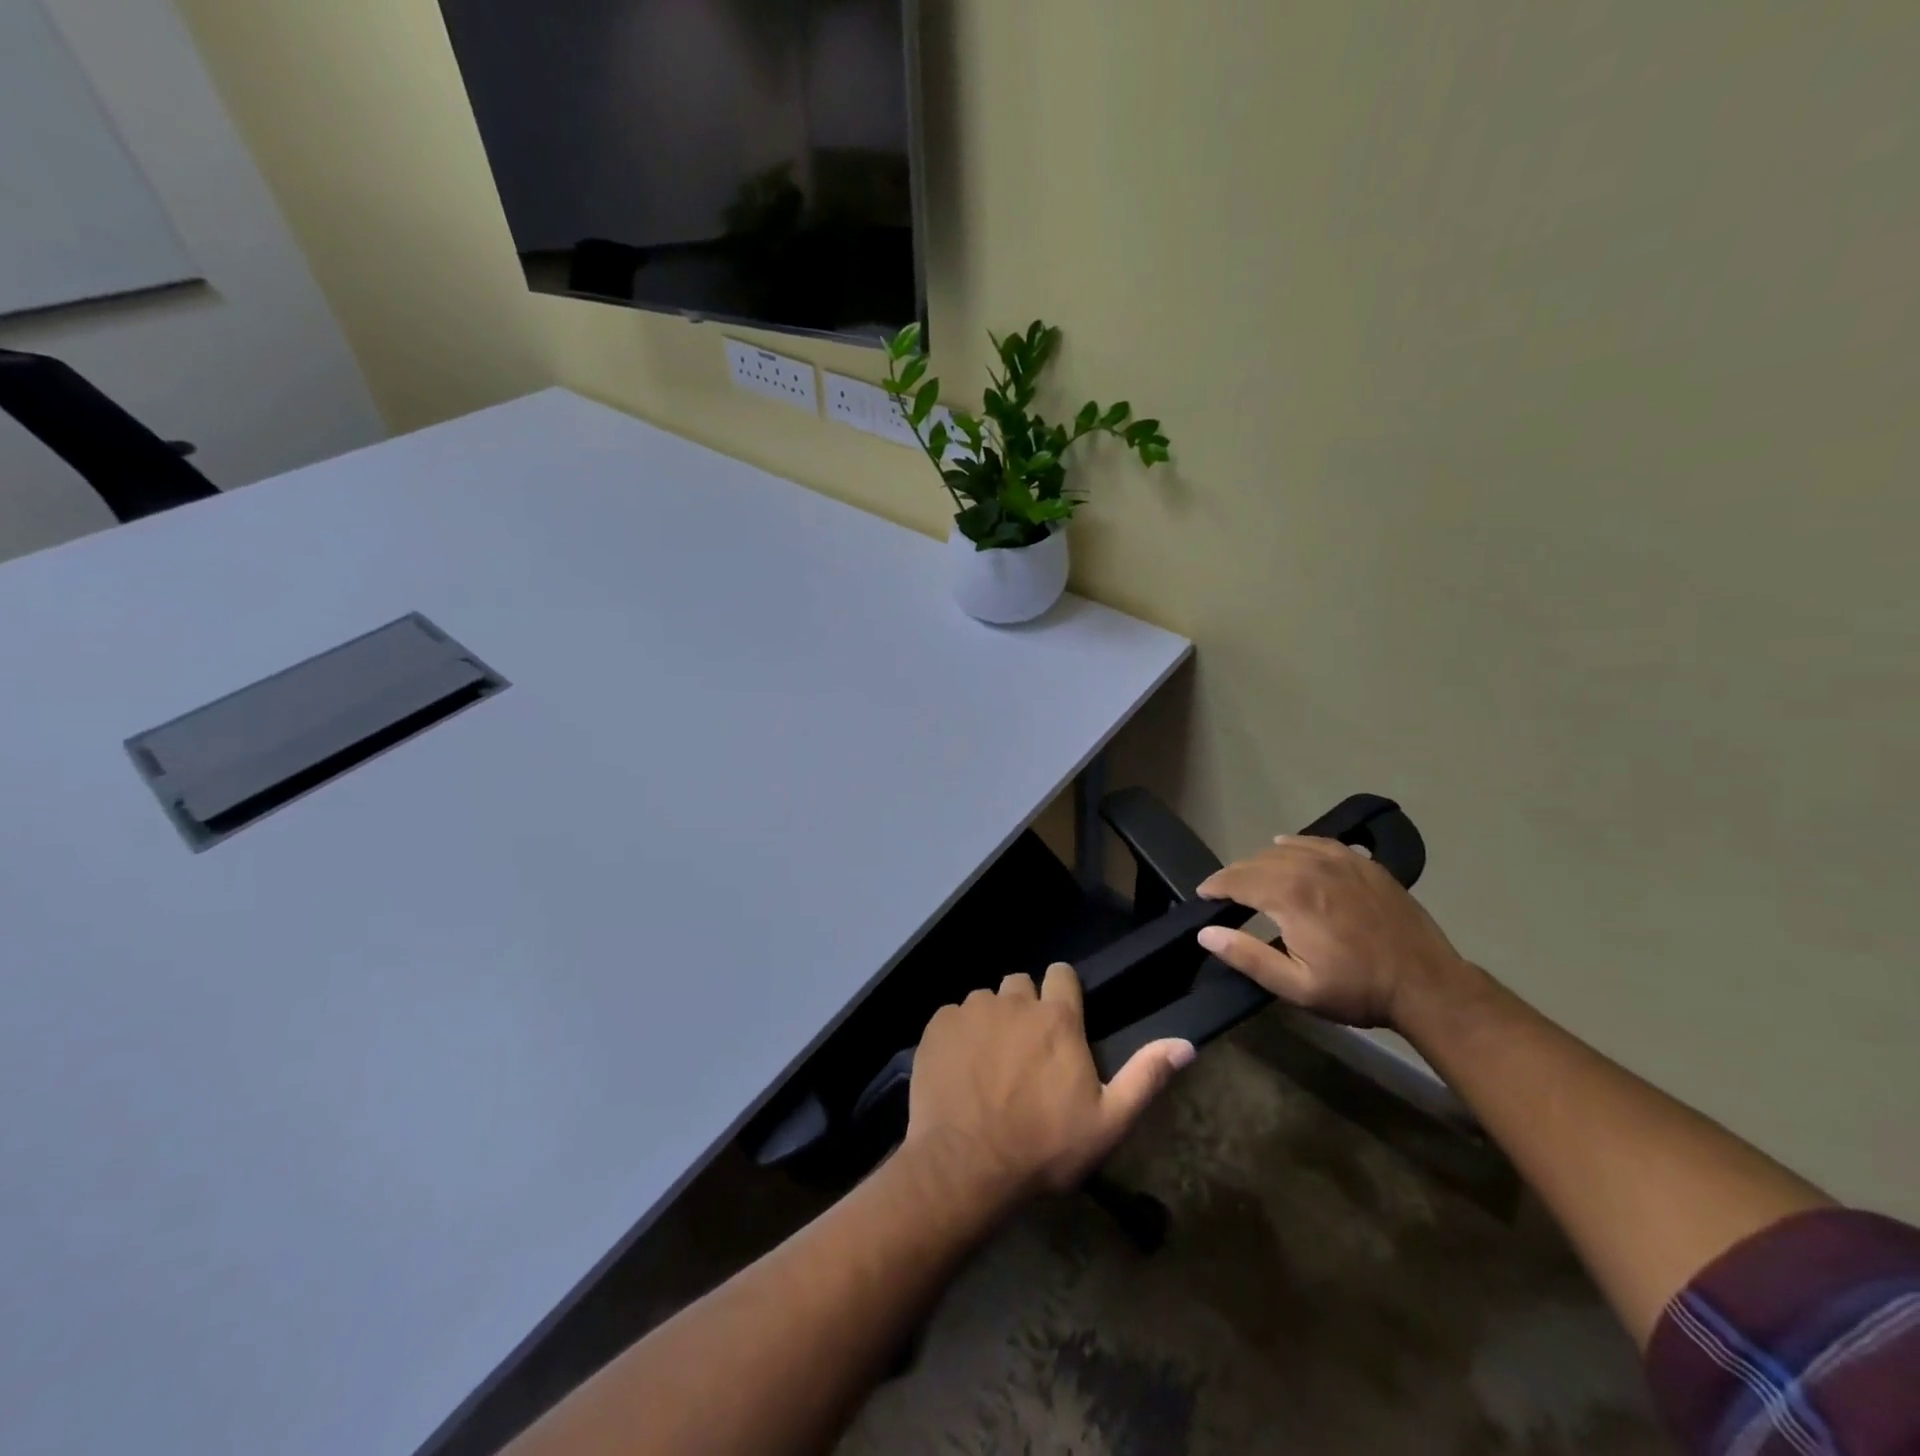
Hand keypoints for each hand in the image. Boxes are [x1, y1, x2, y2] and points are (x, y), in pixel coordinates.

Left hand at [902, 964, 1195, 1209]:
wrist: (965, 1167)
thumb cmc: (1043, 1147)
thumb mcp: (1107, 1122)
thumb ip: (1146, 1077)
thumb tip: (1185, 1043)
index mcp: (1057, 1018)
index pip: (1061, 974)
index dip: (1062, 991)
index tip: (1061, 1018)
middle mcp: (1013, 1001)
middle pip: (1021, 985)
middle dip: (1025, 1007)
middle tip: (1025, 1050)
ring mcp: (972, 1010)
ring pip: (985, 1000)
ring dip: (991, 1021)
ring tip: (989, 1063)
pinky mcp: (938, 1025)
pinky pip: (952, 1016)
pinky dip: (958, 1034)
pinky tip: (959, 1069)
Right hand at [1197, 836, 1474, 1029]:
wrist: (1427, 985)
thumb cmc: (1357, 990)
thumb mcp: (1297, 986)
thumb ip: (1247, 957)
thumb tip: (1206, 932)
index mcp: (1290, 895)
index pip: (1236, 879)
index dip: (1214, 885)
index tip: (1203, 895)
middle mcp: (1309, 867)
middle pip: (1256, 861)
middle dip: (1235, 875)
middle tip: (1226, 894)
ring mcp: (1339, 860)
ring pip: (1284, 848)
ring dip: (1262, 862)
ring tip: (1255, 880)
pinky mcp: (1361, 861)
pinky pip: (1316, 842)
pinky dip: (1295, 846)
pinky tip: (1290, 852)